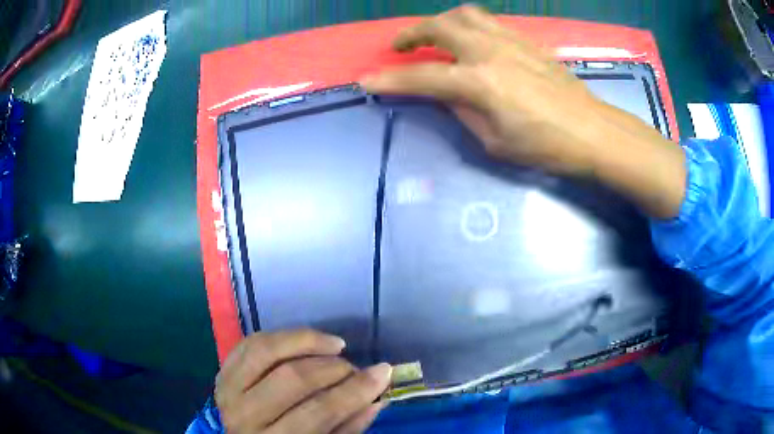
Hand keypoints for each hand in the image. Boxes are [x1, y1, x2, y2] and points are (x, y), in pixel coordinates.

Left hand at [215, 329, 391, 433]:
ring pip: (266, 351)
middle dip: (332, 368)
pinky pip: (251, 343)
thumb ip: (349, 426)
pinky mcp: (222, 371)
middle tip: (353, 368)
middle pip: (292, 379)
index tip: (383, 372)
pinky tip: (305, 341)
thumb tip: (377, 396)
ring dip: (306, 341)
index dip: (355, 391)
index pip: (319, 412)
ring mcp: (228, 389)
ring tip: (335, 345)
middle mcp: (245, 415)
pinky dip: (282, 337)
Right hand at [361, 5, 685, 218]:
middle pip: (439, 27)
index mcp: (480, 83)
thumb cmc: (547, 146)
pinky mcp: (526, 41)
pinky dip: (468, 26)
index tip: (367, 79)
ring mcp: (510, 42)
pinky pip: (488, 23)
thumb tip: (448, 95)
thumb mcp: (495, 142)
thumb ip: (464, 112)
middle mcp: (490, 52)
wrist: (592, 132)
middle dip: (411, 34)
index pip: (423, 76)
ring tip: (433, 37)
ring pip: (464, 15)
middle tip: (400, 47)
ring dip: (440, 22)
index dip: (391, 79)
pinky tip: (469, 41)